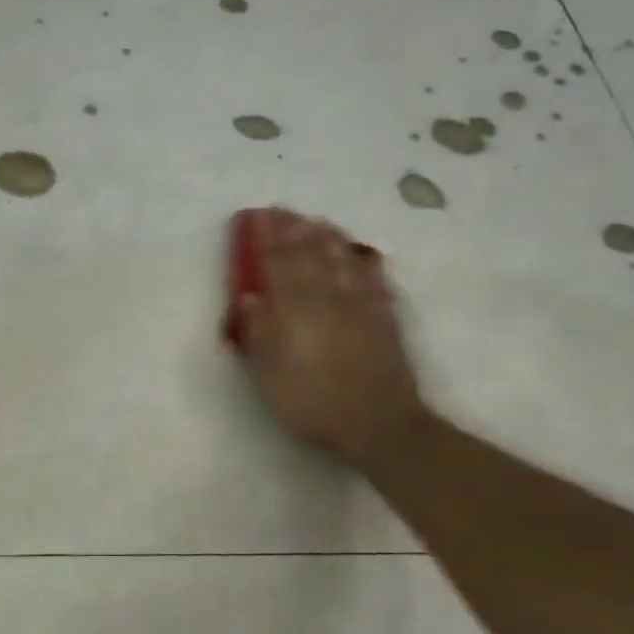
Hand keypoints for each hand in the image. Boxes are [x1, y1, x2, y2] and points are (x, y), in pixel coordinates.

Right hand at [231, 209, 427, 473]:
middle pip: (308, 255)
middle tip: (283, 210)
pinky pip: (374, 280)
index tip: (258, 217)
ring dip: (328, 238)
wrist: (378, 423)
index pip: (277, 264)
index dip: (266, 239)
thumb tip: (249, 297)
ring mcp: (359, 305)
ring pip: (342, 260)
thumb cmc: (313, 402)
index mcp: (294, 309)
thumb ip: (259, 332)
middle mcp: (326, 297)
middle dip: (293, 230)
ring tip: (318, 221)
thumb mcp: (270, 374)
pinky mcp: (384, 318)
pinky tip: (362, 254)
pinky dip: (365, 262)